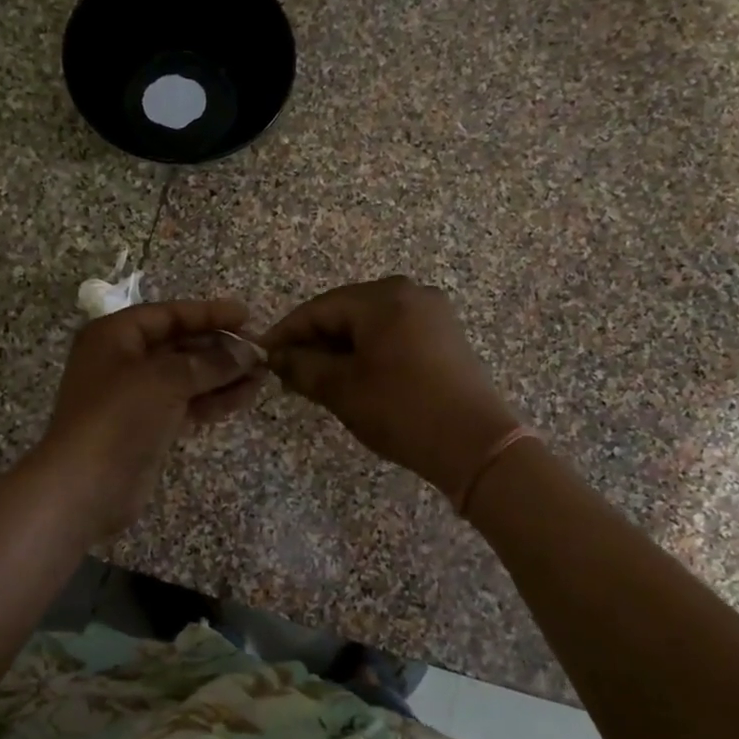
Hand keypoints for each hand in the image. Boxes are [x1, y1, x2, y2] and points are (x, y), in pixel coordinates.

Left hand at [36, 300, 264, 539]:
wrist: (84, 487)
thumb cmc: (118, 417)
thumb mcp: (165, 379)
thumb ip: (210, 362)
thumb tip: (249, 352)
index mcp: (115, 336)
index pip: (169, 314)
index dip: (209, 314)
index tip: (246, 316)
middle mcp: (124, 360)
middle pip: (180, 345)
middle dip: (220, 348)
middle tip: (261, 351)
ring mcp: (136, 396)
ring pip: (187, 377)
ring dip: (223, 375)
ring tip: (262, 376)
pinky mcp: (148, 426)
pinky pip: (186, 403)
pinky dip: (213, 400)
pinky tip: (244, 398)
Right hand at [260, 277, 520, 496]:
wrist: (476, 445)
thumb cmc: (402, 410)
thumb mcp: (342, 389)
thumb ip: (302, 366)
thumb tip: (276, 356)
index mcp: (383, 298)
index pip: (319, 308)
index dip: (287, 332)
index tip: (262, 355)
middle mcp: (409, 293)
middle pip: (345, 312)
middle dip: (314, 341)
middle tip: (287, 373)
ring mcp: (432, 313)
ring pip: (369, 324)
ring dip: (340, 349)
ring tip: (316, 380)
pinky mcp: (445, 335)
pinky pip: (393, 334)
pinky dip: (368, 352)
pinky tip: (353, 377)